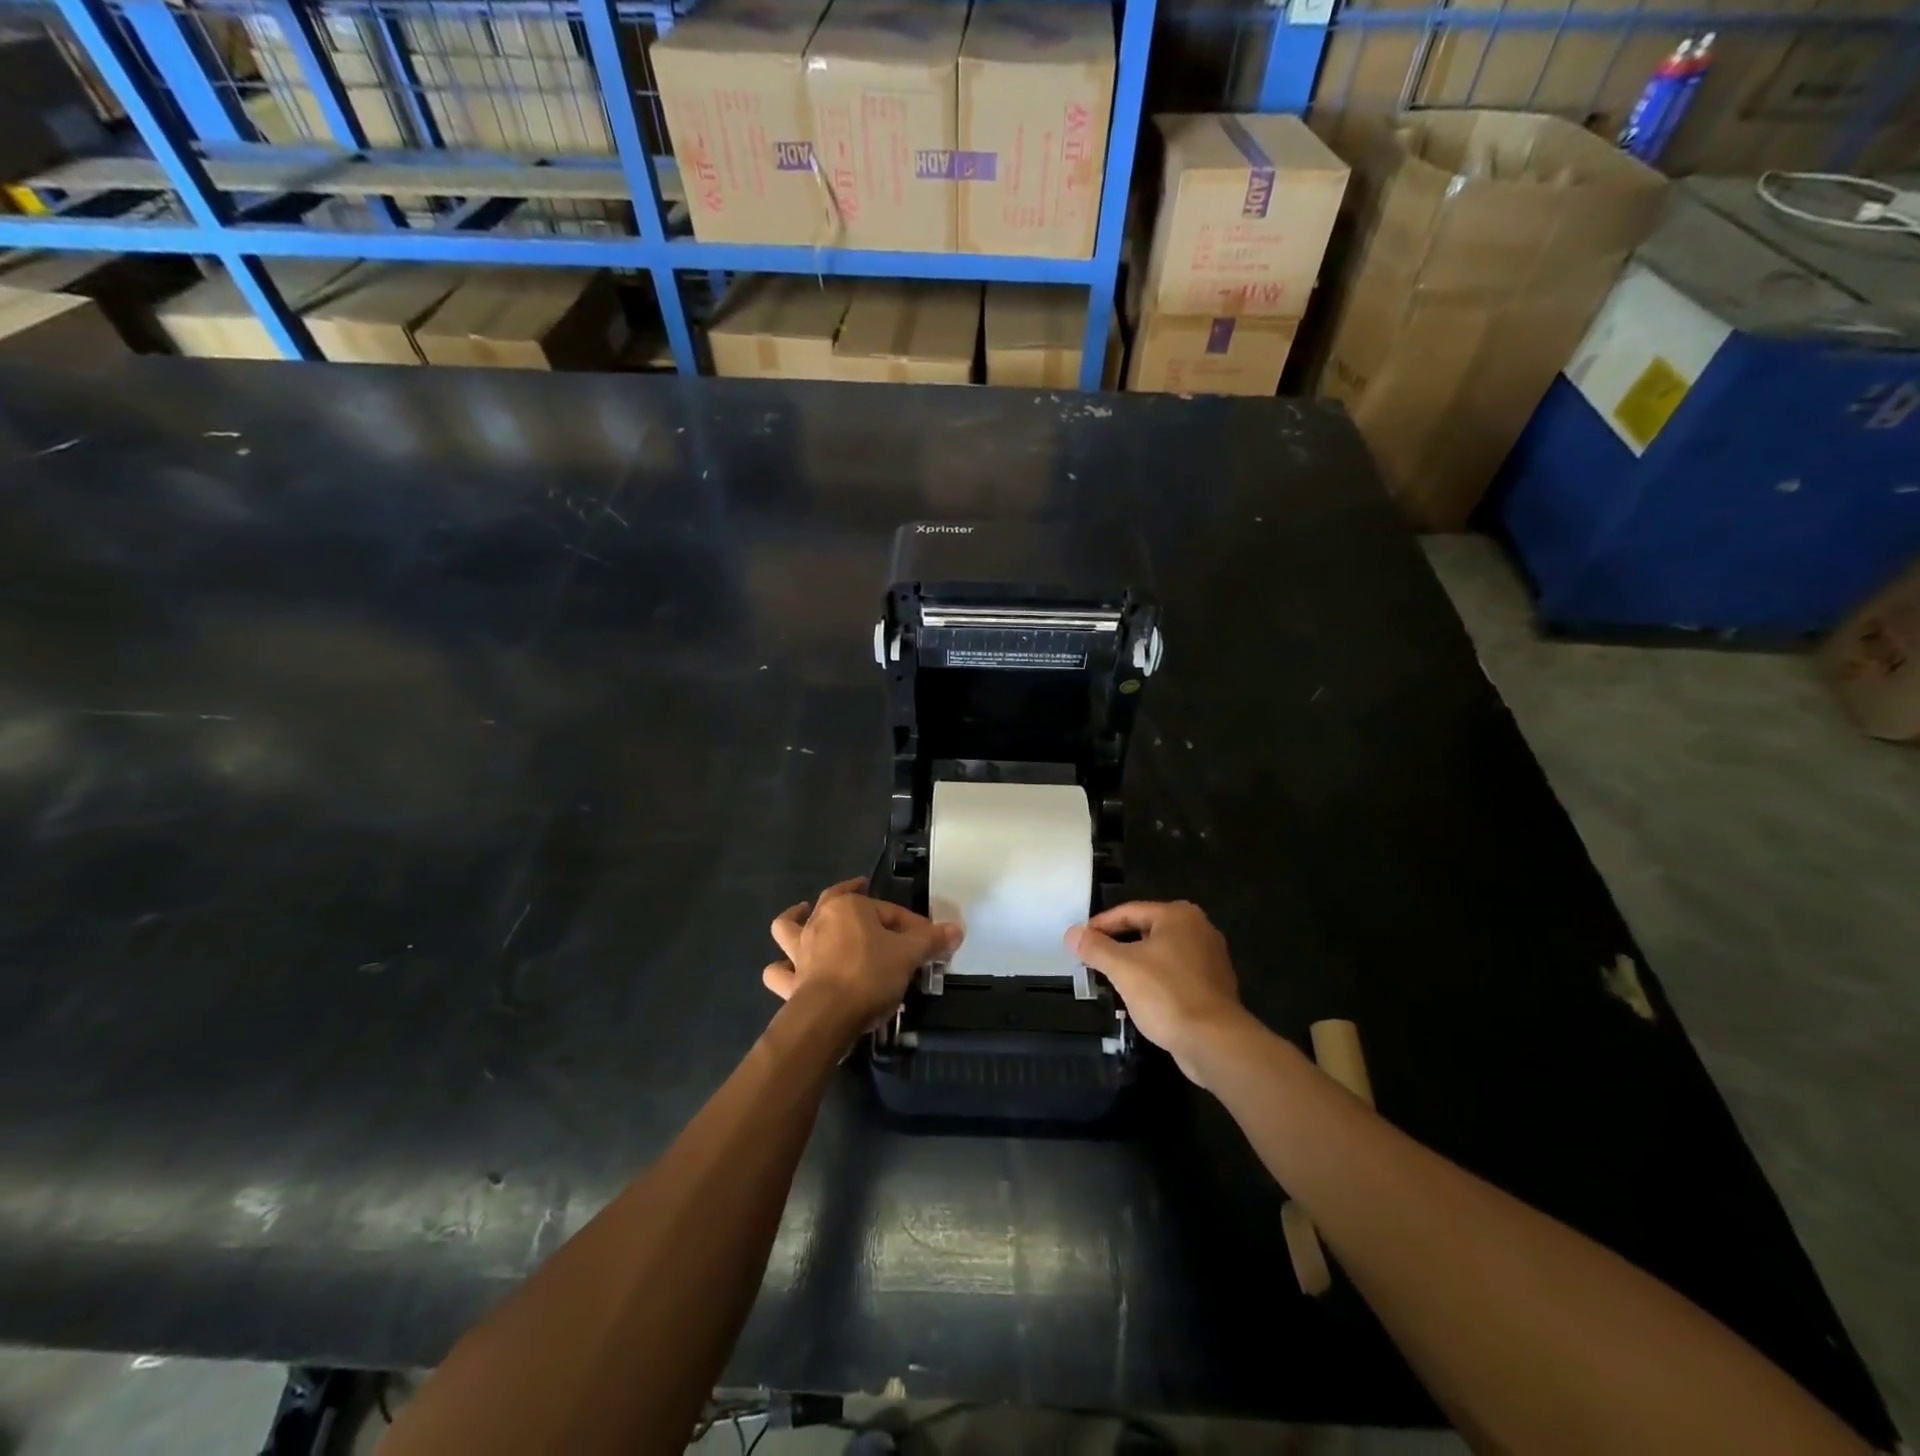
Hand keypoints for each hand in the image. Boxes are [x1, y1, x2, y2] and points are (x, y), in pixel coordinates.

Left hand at [763, 878, 961, 1035]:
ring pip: (790, 927)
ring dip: (795, 920)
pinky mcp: (789, 981)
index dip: (912, 925)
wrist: (828, 1016)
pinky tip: (787, 969)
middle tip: (860, 890)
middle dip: (850, 896)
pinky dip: (781, 969)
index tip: (929, 941)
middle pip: (836, 902)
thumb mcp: (909, 954)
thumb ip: (931, 940)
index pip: (889, 911)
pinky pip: (779, 971)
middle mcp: (818, 922)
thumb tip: (957, 929)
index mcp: (848, 908)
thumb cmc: (870, 974)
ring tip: (802, 913)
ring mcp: (799, 951)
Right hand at [1066, 901, 1248, 1086]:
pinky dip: (1155, 979)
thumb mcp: (1122, 968)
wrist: (1214, 1042)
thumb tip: (1071, 933)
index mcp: (1179, 916)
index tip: (1079, 940)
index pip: (1129, 912)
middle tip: (1092, 958)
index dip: (1100, 925)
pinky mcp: (1213, 986)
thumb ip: (1095, 947)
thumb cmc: (1167, 995)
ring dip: (1135, 963)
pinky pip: (1175, 974)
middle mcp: (1199, 929)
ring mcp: (1210, 958)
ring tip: (1110, 978)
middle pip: (1146, 930)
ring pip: (1161, 953)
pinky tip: (1140, 996)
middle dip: (1118, 944)